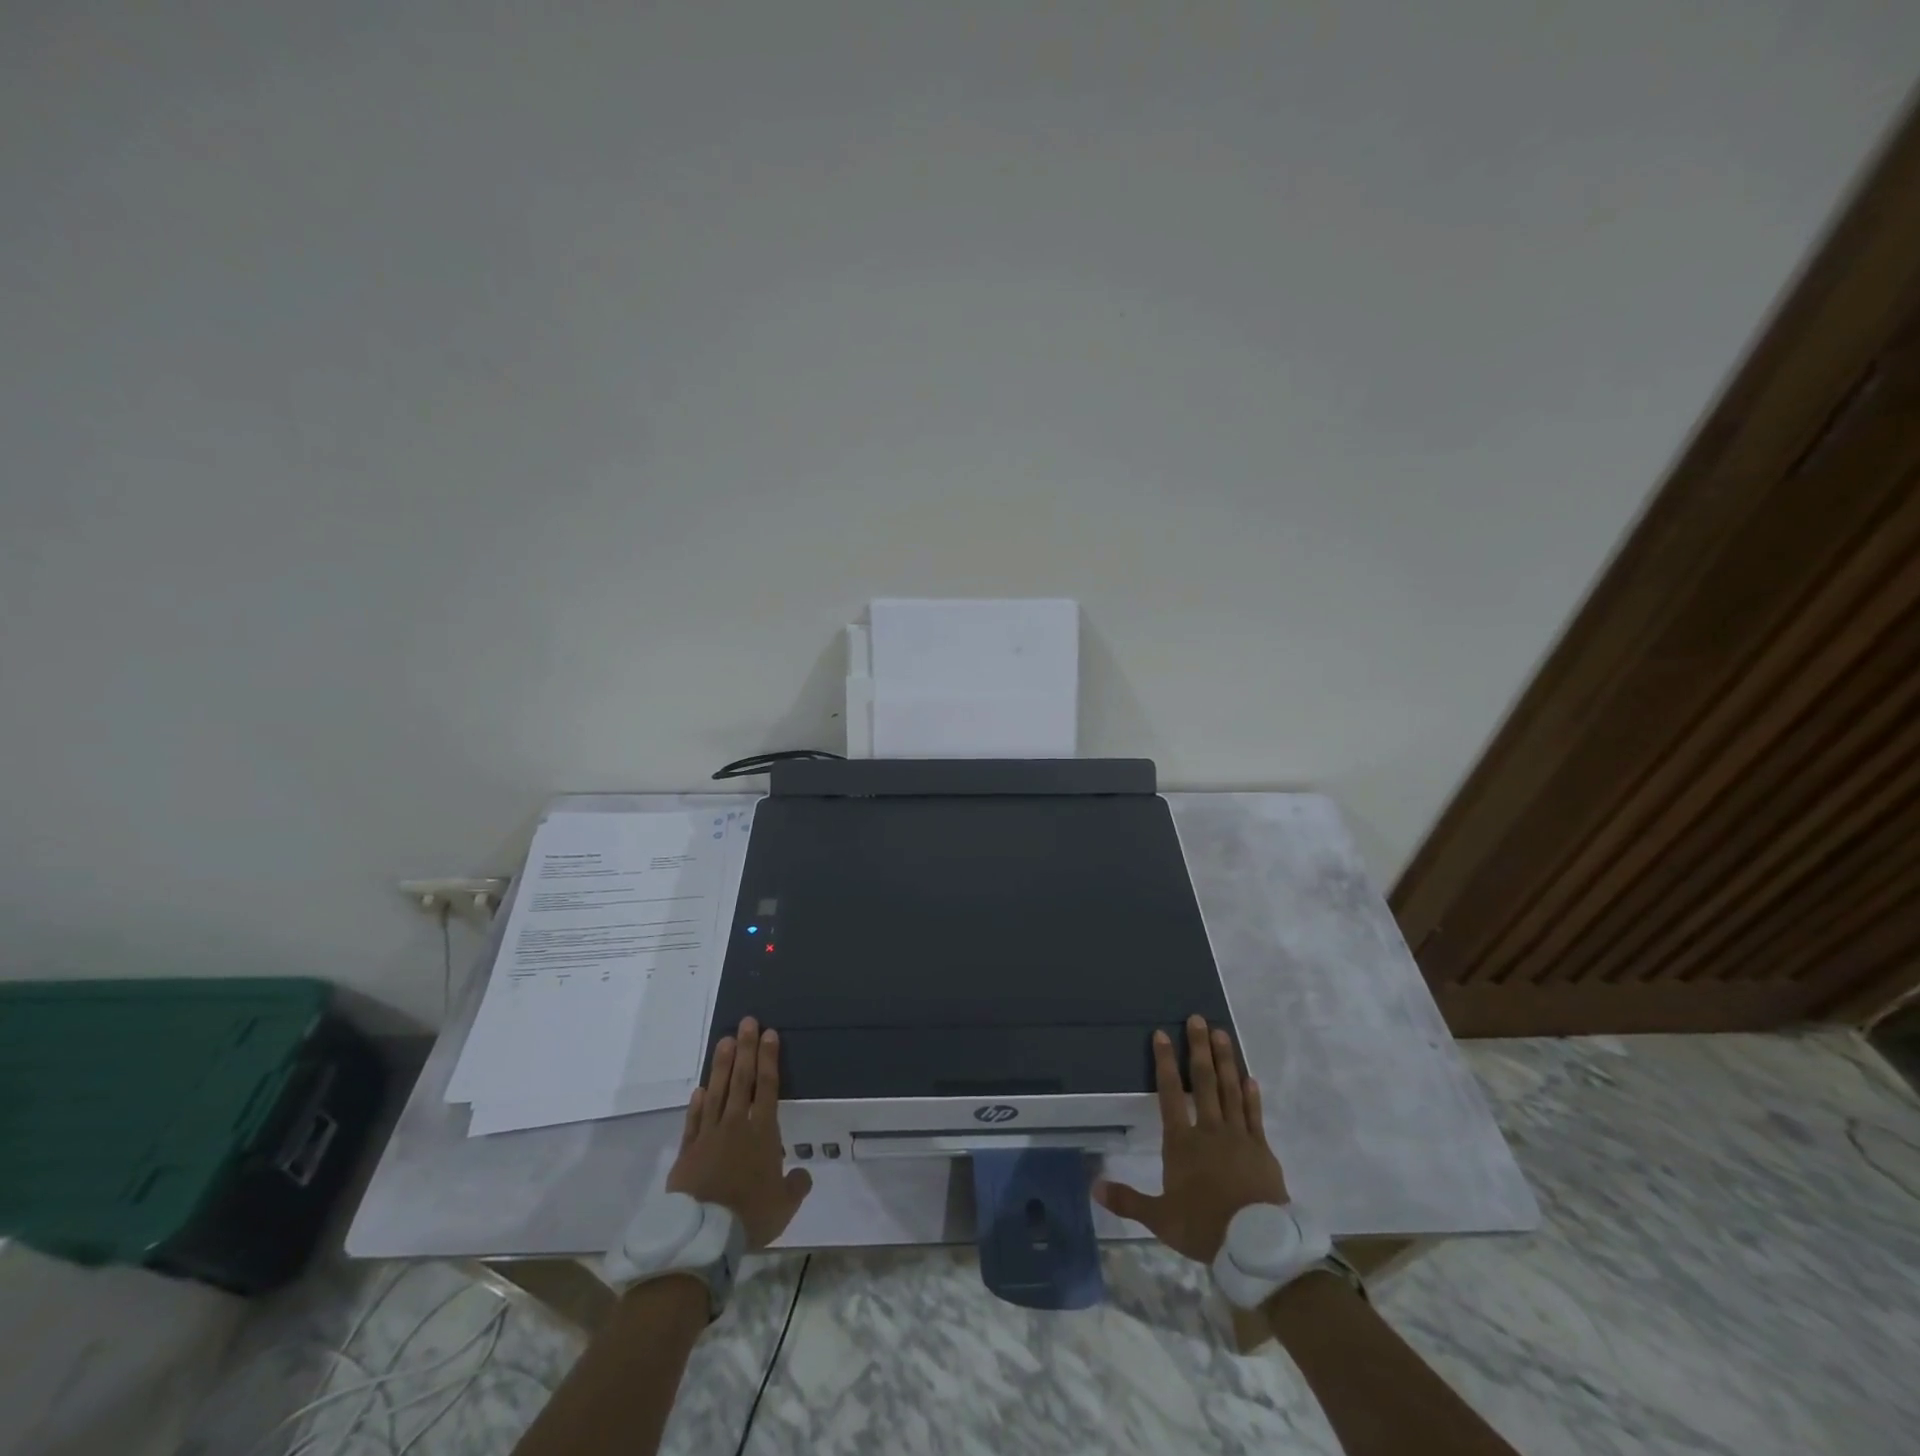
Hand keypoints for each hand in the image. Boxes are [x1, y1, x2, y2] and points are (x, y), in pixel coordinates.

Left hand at [666, 1017, 812, 1249]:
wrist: (702, 1235)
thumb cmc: (749, 1215)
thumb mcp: (784, 1205)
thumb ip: (796, 1186)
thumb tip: (801, 1174)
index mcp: (763, 1133)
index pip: (768, 1087)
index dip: (769, 1059)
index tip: (769, 1034)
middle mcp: (736, 1125)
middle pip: (742, 1080)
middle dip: (746, 1049)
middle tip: (747, 1022)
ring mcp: (709, 1136)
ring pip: (716, 1092)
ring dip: (721, 1065)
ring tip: (724, 1041)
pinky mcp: (687, 1152)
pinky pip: (694, 1121)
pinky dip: (697, 1104)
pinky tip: (700, 1089)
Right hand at [1094, 1015, 1287, 1262]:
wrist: (1257, 1246)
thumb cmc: (1204, 1227)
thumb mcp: (1160, 1219)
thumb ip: (1127, 1200)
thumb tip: (1094, 1186)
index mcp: (1182, 1143)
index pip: (1170, 1093)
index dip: (1165, 1062)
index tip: (1162, 1034)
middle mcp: (1209, 1130)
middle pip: (1204, 1081)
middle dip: (1199, 1048)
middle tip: (1198, 1019)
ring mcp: (1239, 1137)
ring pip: (1230, 1090)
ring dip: (1225, 1060)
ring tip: (1222, 1034)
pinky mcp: (1261, 1149)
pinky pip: (1254, 1115)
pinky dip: (1251, 1095)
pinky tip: (1250, 1078)